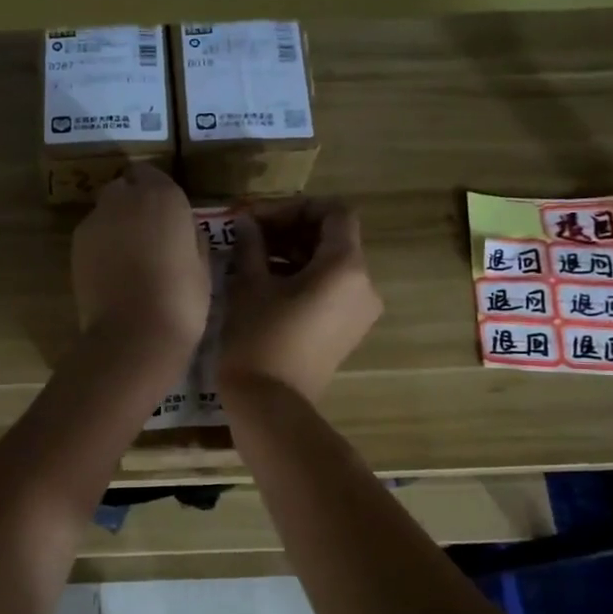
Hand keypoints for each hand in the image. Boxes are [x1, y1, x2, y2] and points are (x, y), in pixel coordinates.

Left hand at [72, 164, 210, 358]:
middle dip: (133, 203)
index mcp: (163, 196)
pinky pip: (93, 235)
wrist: (134, 334)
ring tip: (130, 257)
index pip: (152, 173)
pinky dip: (102, 245)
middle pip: (124, 188)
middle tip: (148, 234)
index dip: (157, 193)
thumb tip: (183, 229)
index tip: (167, 214)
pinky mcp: (76, 245)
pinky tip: (114, 271)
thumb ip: (190, 236)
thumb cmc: (181, 300)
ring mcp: (95, 221)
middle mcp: (124, 199)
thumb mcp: (203, 265)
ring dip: (116, 224)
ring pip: (105, 211)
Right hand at [218, 198, 381, 402]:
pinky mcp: (347, 331)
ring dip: (294, 253)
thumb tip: (248, 224)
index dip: (295, 207)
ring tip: (252, 257)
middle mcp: (364, 285)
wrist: (270, 406)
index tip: (259, 218)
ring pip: (331, 264)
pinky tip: (267, 282)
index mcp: (346, 267)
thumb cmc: (259, 339)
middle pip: (333, 237)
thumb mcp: (249, 286)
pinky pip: (331, 290)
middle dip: (291, 229)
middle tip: (250, 234)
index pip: (334, 212)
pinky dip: (304, 277)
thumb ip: (252, 245)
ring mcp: (359, 311)